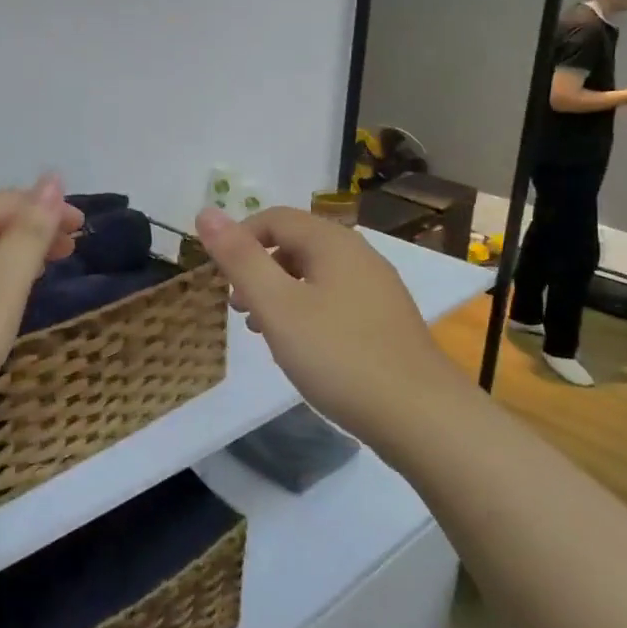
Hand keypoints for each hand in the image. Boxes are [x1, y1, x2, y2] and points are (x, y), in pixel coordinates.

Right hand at [194, 206, 468, 449]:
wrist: (420, 415)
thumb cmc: (339, 356)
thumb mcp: (278, 307)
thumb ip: (240, 259)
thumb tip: (206, 212)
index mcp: (333, 243)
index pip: (274, 218)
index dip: (239, 239)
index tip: (218, 278)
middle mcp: (359, 255)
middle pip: (296, 244)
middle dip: (259, 269)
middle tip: (236, 308)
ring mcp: (377, 288)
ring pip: (315, 275)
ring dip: (280, 292)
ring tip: (261, 330)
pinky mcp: (386, 320)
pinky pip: (335, 299)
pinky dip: (307, 311)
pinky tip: (301, 348)